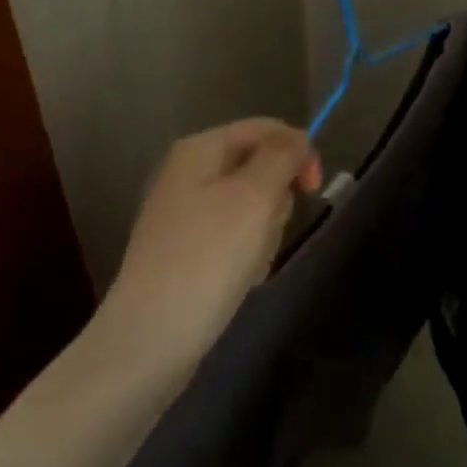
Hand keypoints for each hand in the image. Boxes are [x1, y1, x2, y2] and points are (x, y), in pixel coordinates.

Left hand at [97, 118, 320, 365]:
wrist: (153, 337)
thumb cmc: (209, 256)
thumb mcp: (256, 195)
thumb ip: (282, 156)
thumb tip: (296, 138)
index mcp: (200, 149)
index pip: (266, 129)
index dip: (298, 151)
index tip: (313, 189)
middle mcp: (188, 173)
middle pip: (260, 167)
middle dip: (277, 198)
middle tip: (266, 229)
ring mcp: (185, 213)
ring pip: (252, 206)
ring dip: (264, 232)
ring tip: (250, 262)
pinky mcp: (187, 249)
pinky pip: (235, 237)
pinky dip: (247, 254)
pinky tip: (239, 278)